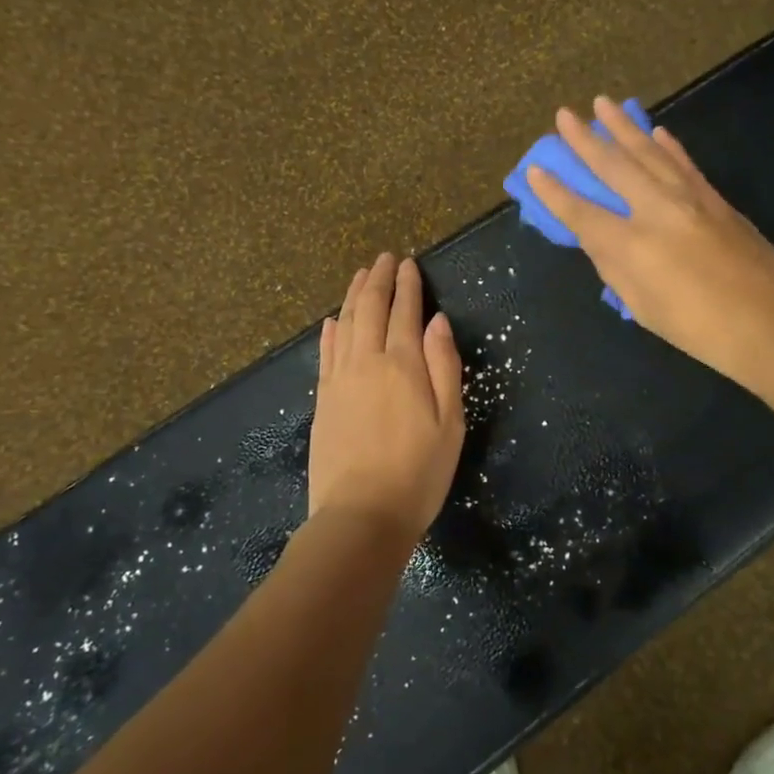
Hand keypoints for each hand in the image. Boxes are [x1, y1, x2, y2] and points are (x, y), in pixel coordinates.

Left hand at [309, 253, 465, 546]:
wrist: (362, 514)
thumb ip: (444, 367)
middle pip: (369, 309)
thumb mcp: (450, 422)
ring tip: (360, 275)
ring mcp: (339, 380)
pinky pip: (325, 352)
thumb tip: (437, 321)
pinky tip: (332, 321)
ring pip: (344, 324)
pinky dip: (330, 331)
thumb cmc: (419, 472)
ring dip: (353, 296)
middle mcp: (366, 362)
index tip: (408, 263)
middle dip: (378, 280)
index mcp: (402, 365)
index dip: (408, 285)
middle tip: (384, 258)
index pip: (404, 312)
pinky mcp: (323, 400)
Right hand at [526, 96, 773, 387]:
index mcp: (632, 245)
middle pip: (613, 167)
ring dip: (623, 127)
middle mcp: (656, 210)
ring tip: (603, 104)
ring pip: (649, 152)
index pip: (581, 212)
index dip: (554, 192)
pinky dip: (667, 144)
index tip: (535, 169)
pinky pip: (684, 163)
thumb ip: (615, 268)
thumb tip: (598, 239)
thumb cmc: (697, 328)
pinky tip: (655, 131)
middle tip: (564, 114)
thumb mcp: (642, 307)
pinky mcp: (715, 198)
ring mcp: (690, 198)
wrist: (769, 323)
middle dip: (585, 140)